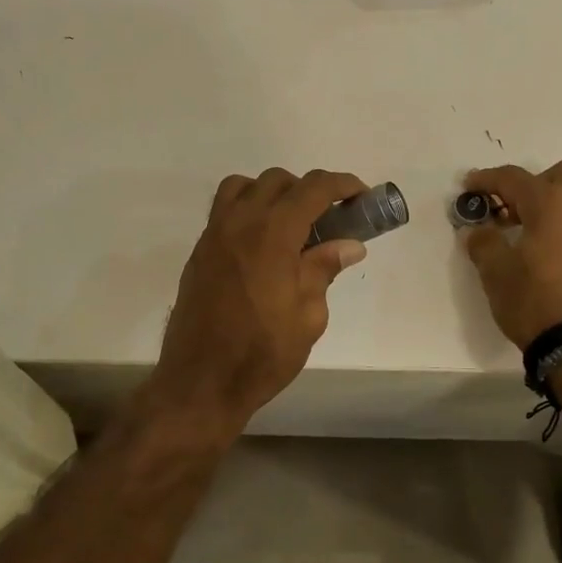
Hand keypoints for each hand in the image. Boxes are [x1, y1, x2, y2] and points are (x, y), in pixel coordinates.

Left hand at [146, 168, 369, 440]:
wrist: (201, 381)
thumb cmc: (262, 353)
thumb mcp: (308, 316)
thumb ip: (324, 269)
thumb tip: (349, 244)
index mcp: (272, 234)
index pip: (313, 188)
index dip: (342, 185)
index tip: (361, 196)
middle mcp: (239, 223)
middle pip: (277, 180)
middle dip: (308, 190)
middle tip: (329, 220)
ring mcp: (213, 235)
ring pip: (243, 187)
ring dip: (272, 194)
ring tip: (290, 225)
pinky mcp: (200, 252)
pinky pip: (224, 211)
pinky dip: (248, 210)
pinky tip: (262, 245)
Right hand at [459, 158, 561, 348]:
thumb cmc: (534, 302)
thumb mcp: (495, 273)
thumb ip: (484, 243)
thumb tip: (478, 230)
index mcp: (551, 204)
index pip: (514, 178)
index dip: (488, 179)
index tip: (470, 186)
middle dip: (541, 182)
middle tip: (520, 210)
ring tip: (542, 243)